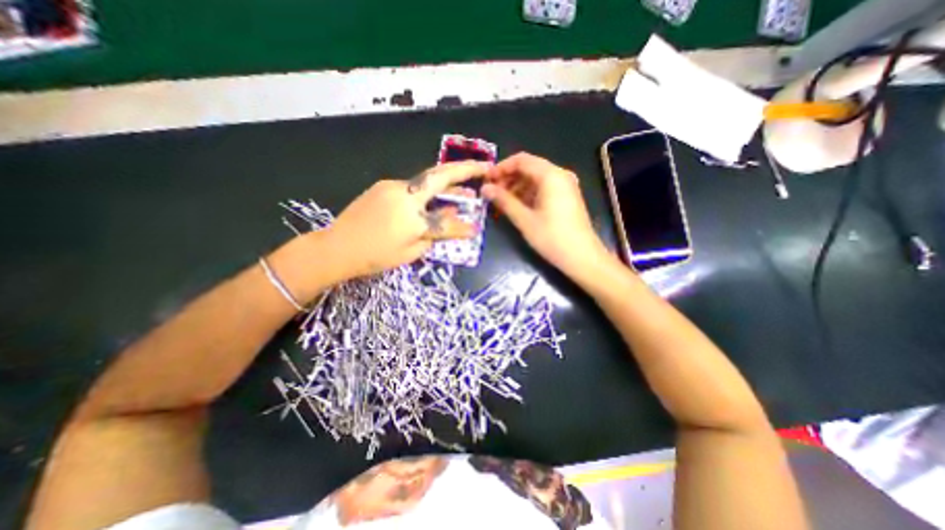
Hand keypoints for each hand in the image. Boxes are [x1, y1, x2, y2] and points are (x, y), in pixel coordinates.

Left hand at [324, 160, 490, 276]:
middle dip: (465, 170)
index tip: (475, 228)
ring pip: (427, 181)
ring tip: (465, 192)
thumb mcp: (410, 253)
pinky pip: (413, 187)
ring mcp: (392, 187)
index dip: (462, 226)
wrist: (336, 247)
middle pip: (439, 177)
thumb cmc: (374, 256)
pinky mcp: (384, 186)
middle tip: (483, 168)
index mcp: (412, 217)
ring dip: (447, 184)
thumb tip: (454, 225)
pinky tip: (435, 199)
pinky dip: (429, 192)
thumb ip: (435, 236)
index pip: (446, 221)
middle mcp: (404, 195)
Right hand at [482, 152, 608, 277]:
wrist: (582, 257)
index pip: (521, 160)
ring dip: (517, 186)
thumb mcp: (524, 219)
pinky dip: (529, 193)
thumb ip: (504, 201)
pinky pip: (544, 188)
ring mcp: (565, 185)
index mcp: (551, 175)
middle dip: (508, 178)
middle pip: (529, 167)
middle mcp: (560, 175)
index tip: (486, 180)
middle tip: (492, 192)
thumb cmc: (552, 237)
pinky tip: (518, 206)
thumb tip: (485, 189)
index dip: (501, 167)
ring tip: (502, 201)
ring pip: (536, 178)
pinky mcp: (567, 196)